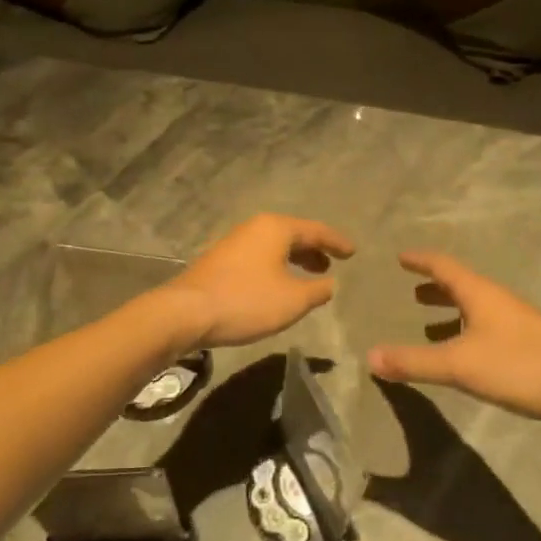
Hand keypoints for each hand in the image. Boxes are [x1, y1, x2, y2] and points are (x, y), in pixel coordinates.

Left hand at [166, 214, 354, 347]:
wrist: (187, 312)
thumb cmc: (246, 301)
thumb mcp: (292, 300)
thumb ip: (317, 290)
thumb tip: (329, 283)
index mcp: (275, 228)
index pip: (315, 230)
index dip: (336, 242)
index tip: (353, 252)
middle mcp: (255, 228)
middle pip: (293, 234)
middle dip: (314, 249)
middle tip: (332, 264)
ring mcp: (235, 242)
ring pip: (274, 246)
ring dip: (295, 259)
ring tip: (311, 277)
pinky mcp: (221, 261)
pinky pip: (260, 257)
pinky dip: (277, 266)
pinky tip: (279, 286)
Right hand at [367, 251, 540, 433]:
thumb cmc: (520, 366)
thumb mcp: (460, 365)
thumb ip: (415, 361)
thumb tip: (369, 356)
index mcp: (480, 294)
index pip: (443, 266)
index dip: (420, 260)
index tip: (400, 256)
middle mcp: (497, 301)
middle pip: (461, 284)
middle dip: (434, 285)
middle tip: (410, 289)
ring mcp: (516, 323)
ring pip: (475, 307)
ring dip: (450, 309)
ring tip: (427, 320)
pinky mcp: (527, 346)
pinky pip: (486, 328)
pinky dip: (465, 331)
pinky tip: (463, 353)